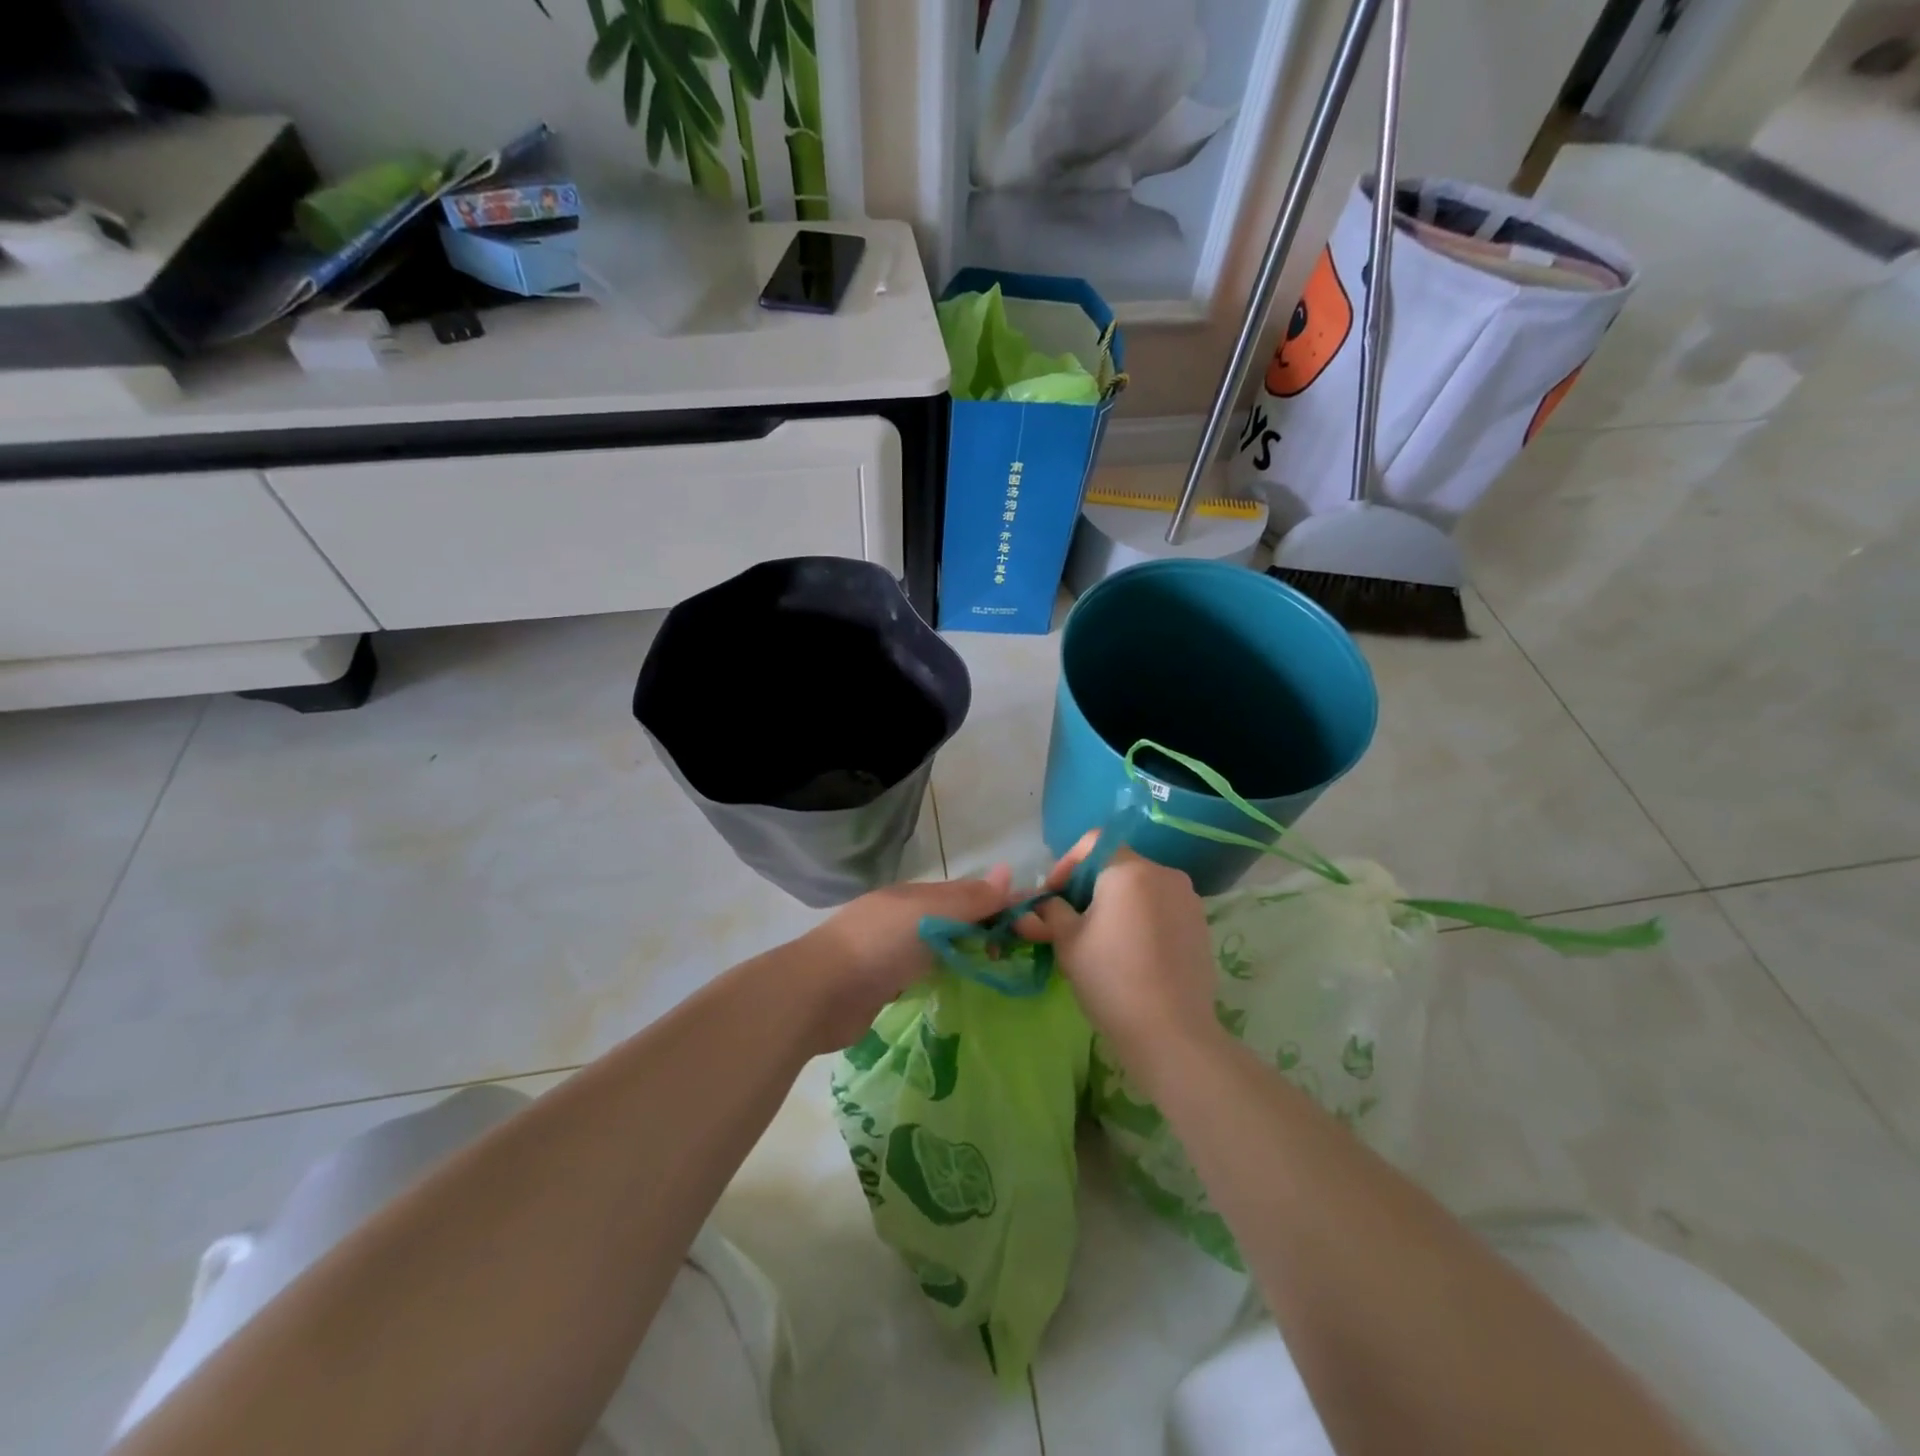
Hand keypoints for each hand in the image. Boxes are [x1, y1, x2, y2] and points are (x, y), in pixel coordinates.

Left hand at [796, 866, 1015, 1051]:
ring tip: (996, 971)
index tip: (1029, 924)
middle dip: (982, 931)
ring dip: (963, 954)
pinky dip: (941, 977)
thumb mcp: (931, 914)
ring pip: (937, 948)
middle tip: (1017, 954)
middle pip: (952, 920)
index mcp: (913, 895)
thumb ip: (970, 899)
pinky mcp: (882, 985)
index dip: (996, 904)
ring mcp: (889, 952)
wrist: (820, 993)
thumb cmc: (880, 944)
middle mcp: (902, 918)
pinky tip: (957, 989)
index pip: (965, 894)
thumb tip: (1009, 872)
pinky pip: (922, 974)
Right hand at [1018, 836, 1221, 1087]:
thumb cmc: (1111, 979)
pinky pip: (1161, 907)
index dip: (1067, 863)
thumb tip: (1040, 905)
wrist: (1171, 1033)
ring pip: (1140, 887)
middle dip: (1089, 886)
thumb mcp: (1067, 942)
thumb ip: (1050, 912)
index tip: (1052, 895)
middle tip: (1068, 918)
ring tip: (1097, 937)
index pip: (1093, 843)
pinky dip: (1140, 918)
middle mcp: (1163, 874)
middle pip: (1117, 865)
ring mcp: (1187, 900)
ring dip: (1115, 902)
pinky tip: (1129, 952)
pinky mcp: (1200, 926)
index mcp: (1129, 870)